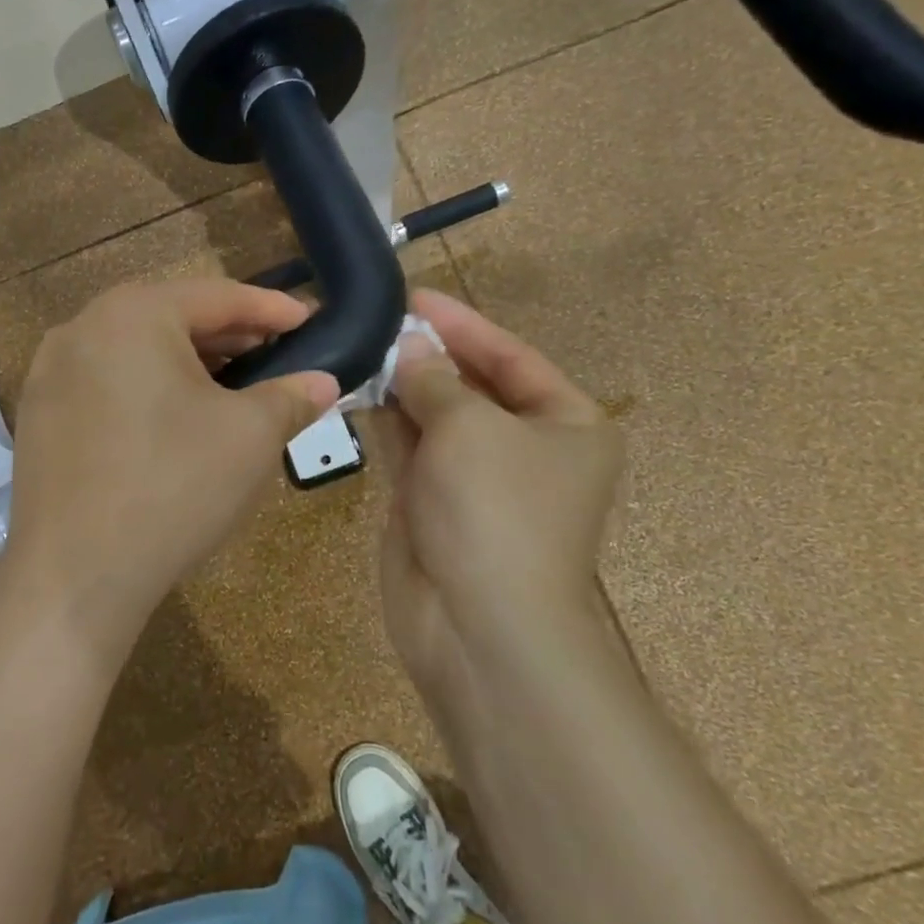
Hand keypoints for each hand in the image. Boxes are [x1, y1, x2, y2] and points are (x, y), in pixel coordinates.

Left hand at [2, 279, 339, 658]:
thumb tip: (324, 382)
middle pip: (172, 318)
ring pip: (136, 350)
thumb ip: (292, 397)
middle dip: (230, 336)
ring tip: (232, 387)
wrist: (74, 575)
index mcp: (133, 314)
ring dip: (188, 363)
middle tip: (276, 354)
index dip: (270, 309)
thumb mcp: (250, 437)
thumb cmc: (173, 488)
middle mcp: (82, 327)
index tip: (310, 320)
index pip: (217, 296)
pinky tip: (174, 419)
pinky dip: (147, 388)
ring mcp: (51, 371)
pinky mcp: (38, 413)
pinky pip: (106, 381)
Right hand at [374, 290, 625, 716]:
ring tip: (359, 347)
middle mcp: (525, 449)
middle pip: (472, 385)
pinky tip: (356, 389)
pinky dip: (387, 420)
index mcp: (567, 426)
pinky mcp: (433, 504)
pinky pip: (409, 449)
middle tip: (378, 321)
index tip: (414, 297)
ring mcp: (476, 480)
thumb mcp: (469, 426)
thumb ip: (434, 378)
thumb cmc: (495, 510)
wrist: (478, 626)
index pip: (512, 358)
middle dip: (428, 355)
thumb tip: (408, 346)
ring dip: (402, 385)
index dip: (463, 325)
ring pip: (435, 417)